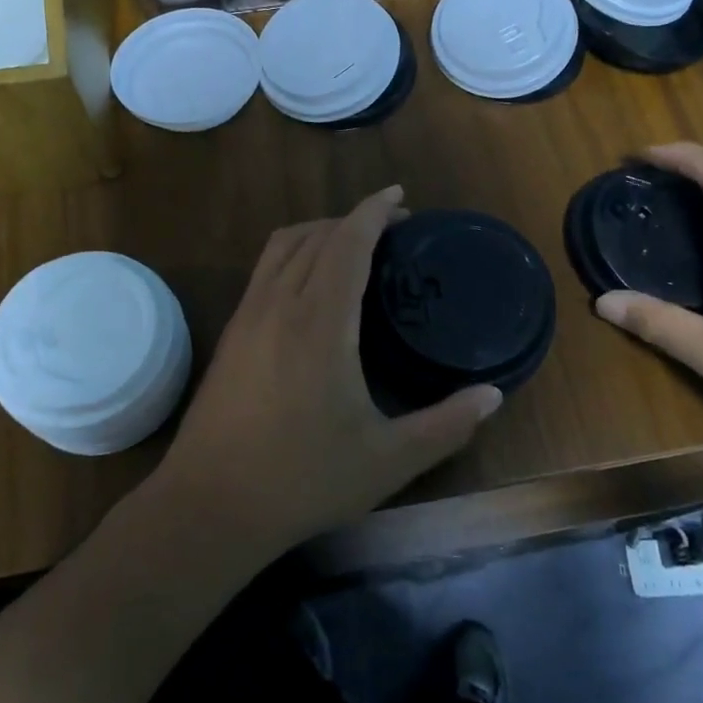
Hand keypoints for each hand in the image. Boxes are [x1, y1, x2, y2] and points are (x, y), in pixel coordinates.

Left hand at [154, 186, 503, 555]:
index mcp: (321, 323)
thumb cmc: (302, 480)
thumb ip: (446, 425)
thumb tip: (493, 396)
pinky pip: (265, 268)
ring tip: (352, 243)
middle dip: (354, 218)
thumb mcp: (387, 460)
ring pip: (282, 246)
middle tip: (392, 227)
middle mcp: (279, 304)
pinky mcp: (230, 333)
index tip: (400, 196)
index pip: (347, 242)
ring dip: (319, 231)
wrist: (209, 505)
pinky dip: (293, 252)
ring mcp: (247, 316)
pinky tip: (309, 283)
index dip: (374, 211)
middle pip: (315, 235)